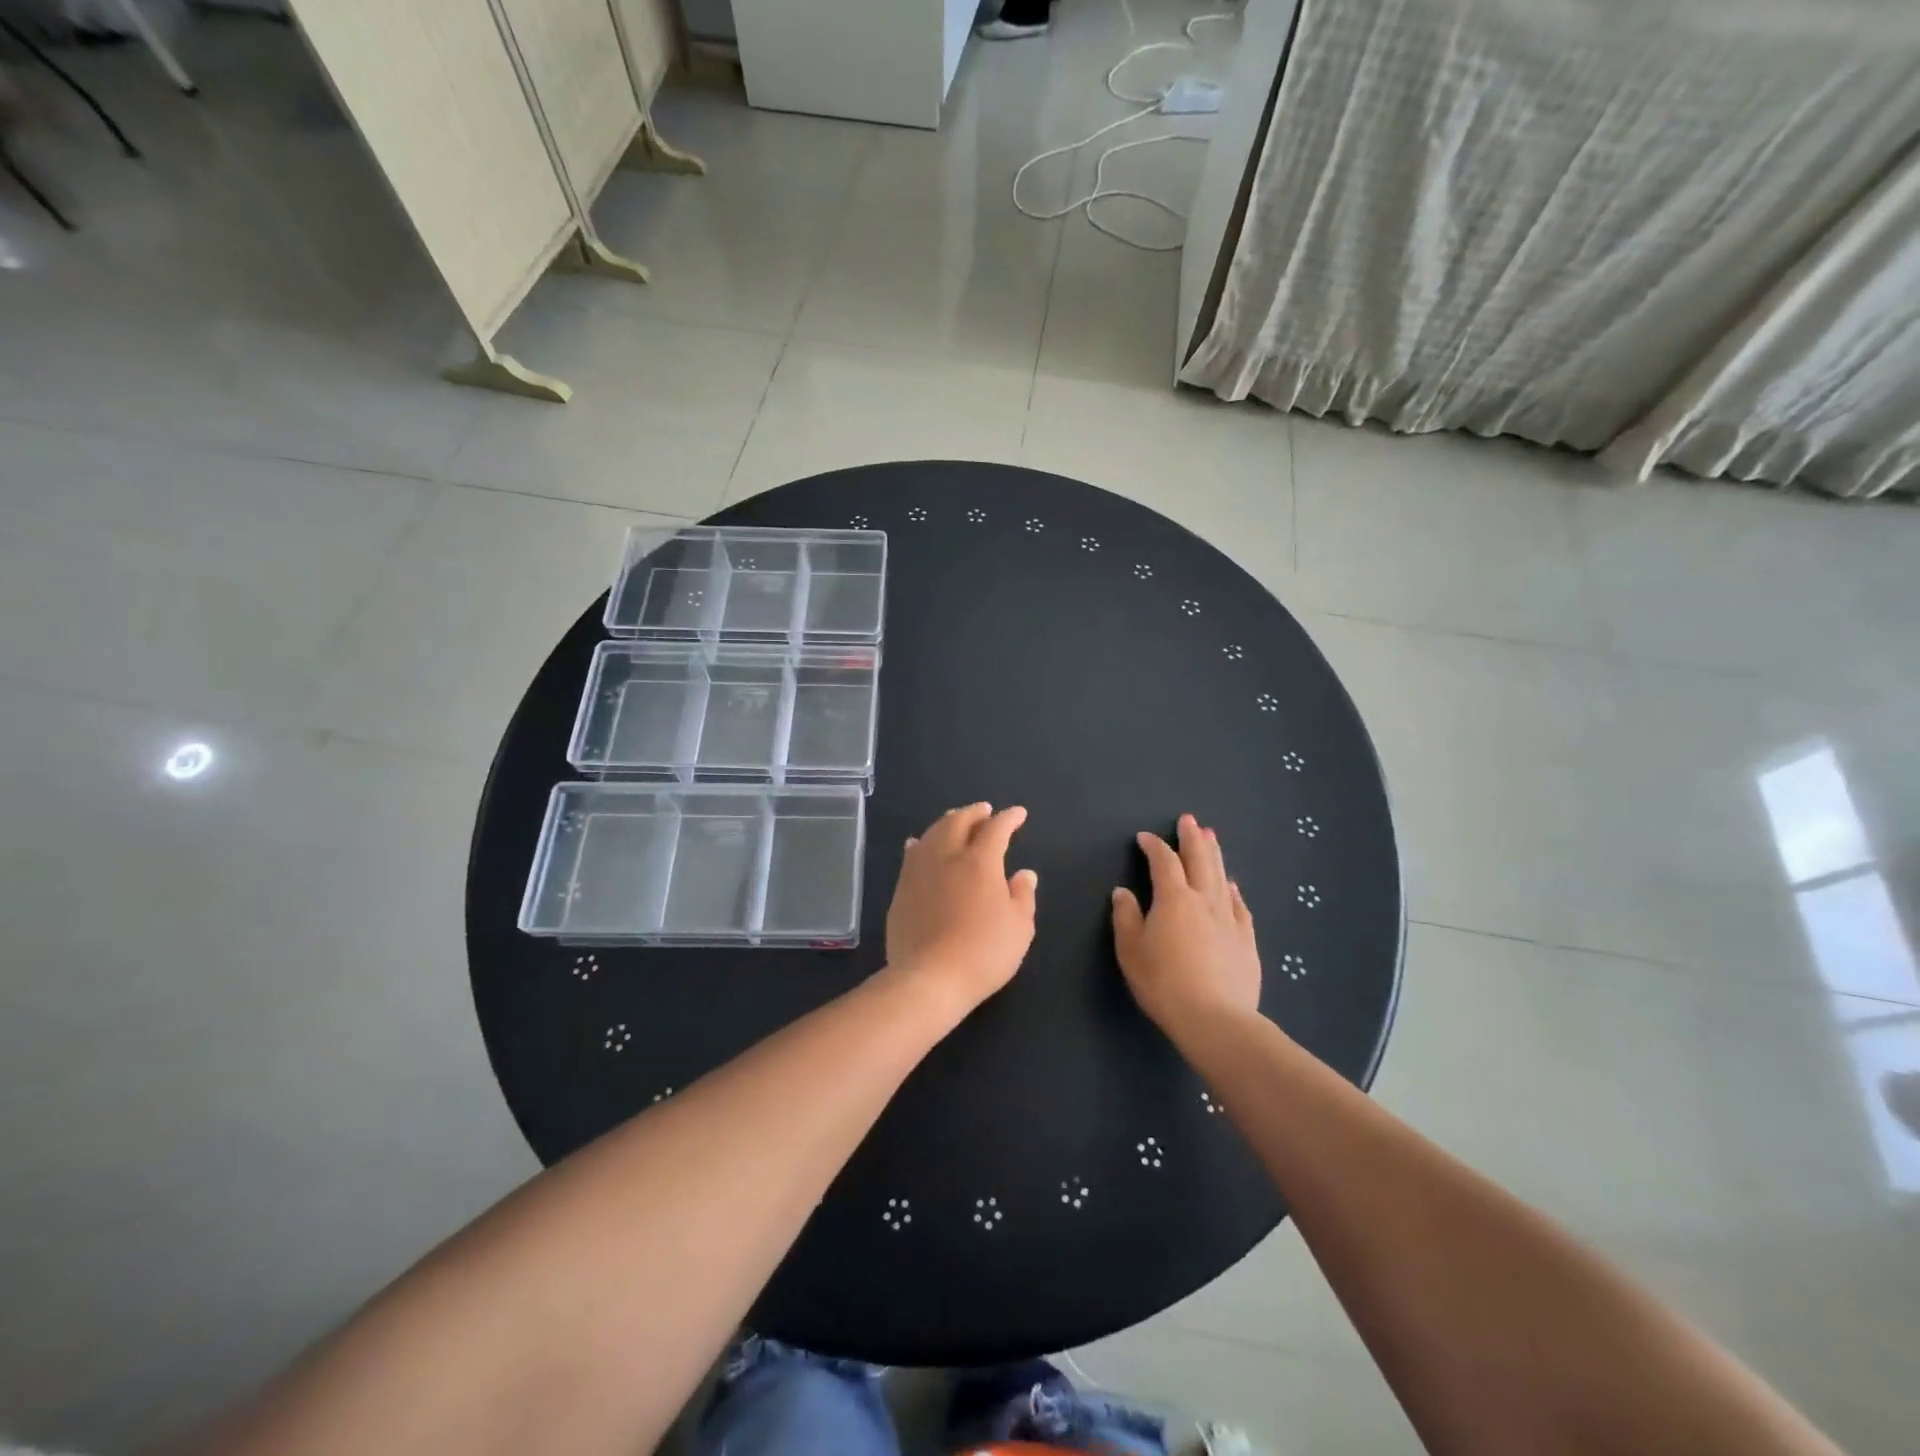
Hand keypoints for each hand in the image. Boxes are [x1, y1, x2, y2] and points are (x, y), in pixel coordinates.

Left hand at [886, 803, 1037, 1012]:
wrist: (929, 978)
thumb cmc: (984, 953)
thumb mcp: (1019, 928)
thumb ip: (1023, 895)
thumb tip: (1024, 873)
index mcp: (980, 862)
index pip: (997, 829)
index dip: (1009, 818)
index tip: (1018, 814)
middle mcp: (947, 856)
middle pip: (959, 822)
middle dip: (975, 813)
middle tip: (985, 811)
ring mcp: (919, 871)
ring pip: (932, 833)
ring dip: (948, 822)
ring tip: (955, 820)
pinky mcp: (901, 889)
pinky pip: (911, 855)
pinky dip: (921, 843)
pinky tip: (919, 844)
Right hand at [1112, 813, 1261, 1035]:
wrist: (1215, 1019)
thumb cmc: (1163, 983)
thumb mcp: (1131, 951)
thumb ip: (1126, 918)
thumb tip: (1123, 892)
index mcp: (1173, 899)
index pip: (1163, 862)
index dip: (1154, 846)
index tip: (1145, 837)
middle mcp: (1203, 900)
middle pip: (1199, 860)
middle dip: (1192, 838)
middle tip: (1189, 820)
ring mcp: (1229, 919)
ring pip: (1221, 877)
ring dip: (1215, 854)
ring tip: (1212, 837)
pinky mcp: (1246, 941)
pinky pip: (1239, 906)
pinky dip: (1232, 891)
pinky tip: (1231, 886)